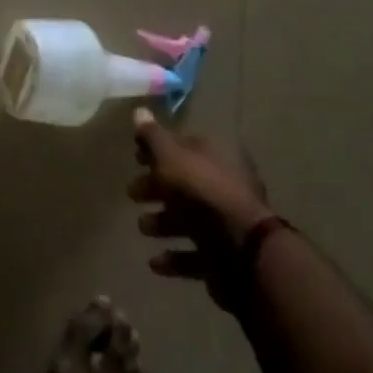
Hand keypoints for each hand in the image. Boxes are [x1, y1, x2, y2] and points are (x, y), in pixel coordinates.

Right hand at [129, 109, 274, 308]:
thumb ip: (153, 137)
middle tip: (132, 193)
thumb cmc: (201, 192)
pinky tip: (155, 262)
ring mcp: (228, 222)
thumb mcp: (170, 156)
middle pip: (185, 182)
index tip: (135, 158)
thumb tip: (139, 111)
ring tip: (143, 227)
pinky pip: (195, 254)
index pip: (184, 145)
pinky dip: (175, 256)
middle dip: (156, 187)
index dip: (158, 150)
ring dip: (164, 221)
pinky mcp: (226, 256)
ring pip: (190, 218)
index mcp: (217, 155)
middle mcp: (226, 184)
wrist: (240, 250)